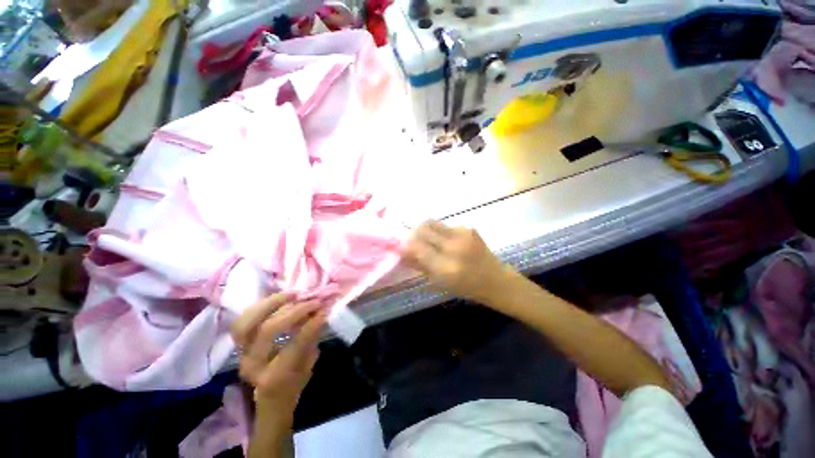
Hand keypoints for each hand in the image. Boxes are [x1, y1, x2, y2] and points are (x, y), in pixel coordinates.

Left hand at [230, 294, 327, 414]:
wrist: (271, 395)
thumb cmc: (295, 381)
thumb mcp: (309, 363)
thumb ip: (313, 337)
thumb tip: (322, 311)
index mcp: (274, 377)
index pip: (294, 345)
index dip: (311, 325)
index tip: (324, 310)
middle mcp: (253, 364)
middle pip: (269, 329)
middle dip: (294, 311)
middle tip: (312, 301)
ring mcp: (241, 353)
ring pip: (248, 321)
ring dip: (272, 303)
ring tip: (293, 294)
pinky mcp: (239, 343)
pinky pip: (244, 319)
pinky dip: (261, 305)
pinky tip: (280, 298)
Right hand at [402, 220, 510, 303]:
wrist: (495, 280)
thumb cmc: (465, 287)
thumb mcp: (439, 282)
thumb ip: (419, 265)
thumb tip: (402, 252)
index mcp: (445, 267)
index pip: (416, 247)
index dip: (406, 245)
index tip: (402, 246)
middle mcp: (453, 247)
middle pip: (423, 229)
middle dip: (413, 233)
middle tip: (413, 240)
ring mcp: (463, 234)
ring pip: (432, 222)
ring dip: (425, 229)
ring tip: (428, 239)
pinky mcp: (469, 228)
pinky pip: (445, 225)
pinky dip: (439, 231)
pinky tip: (444, 240)